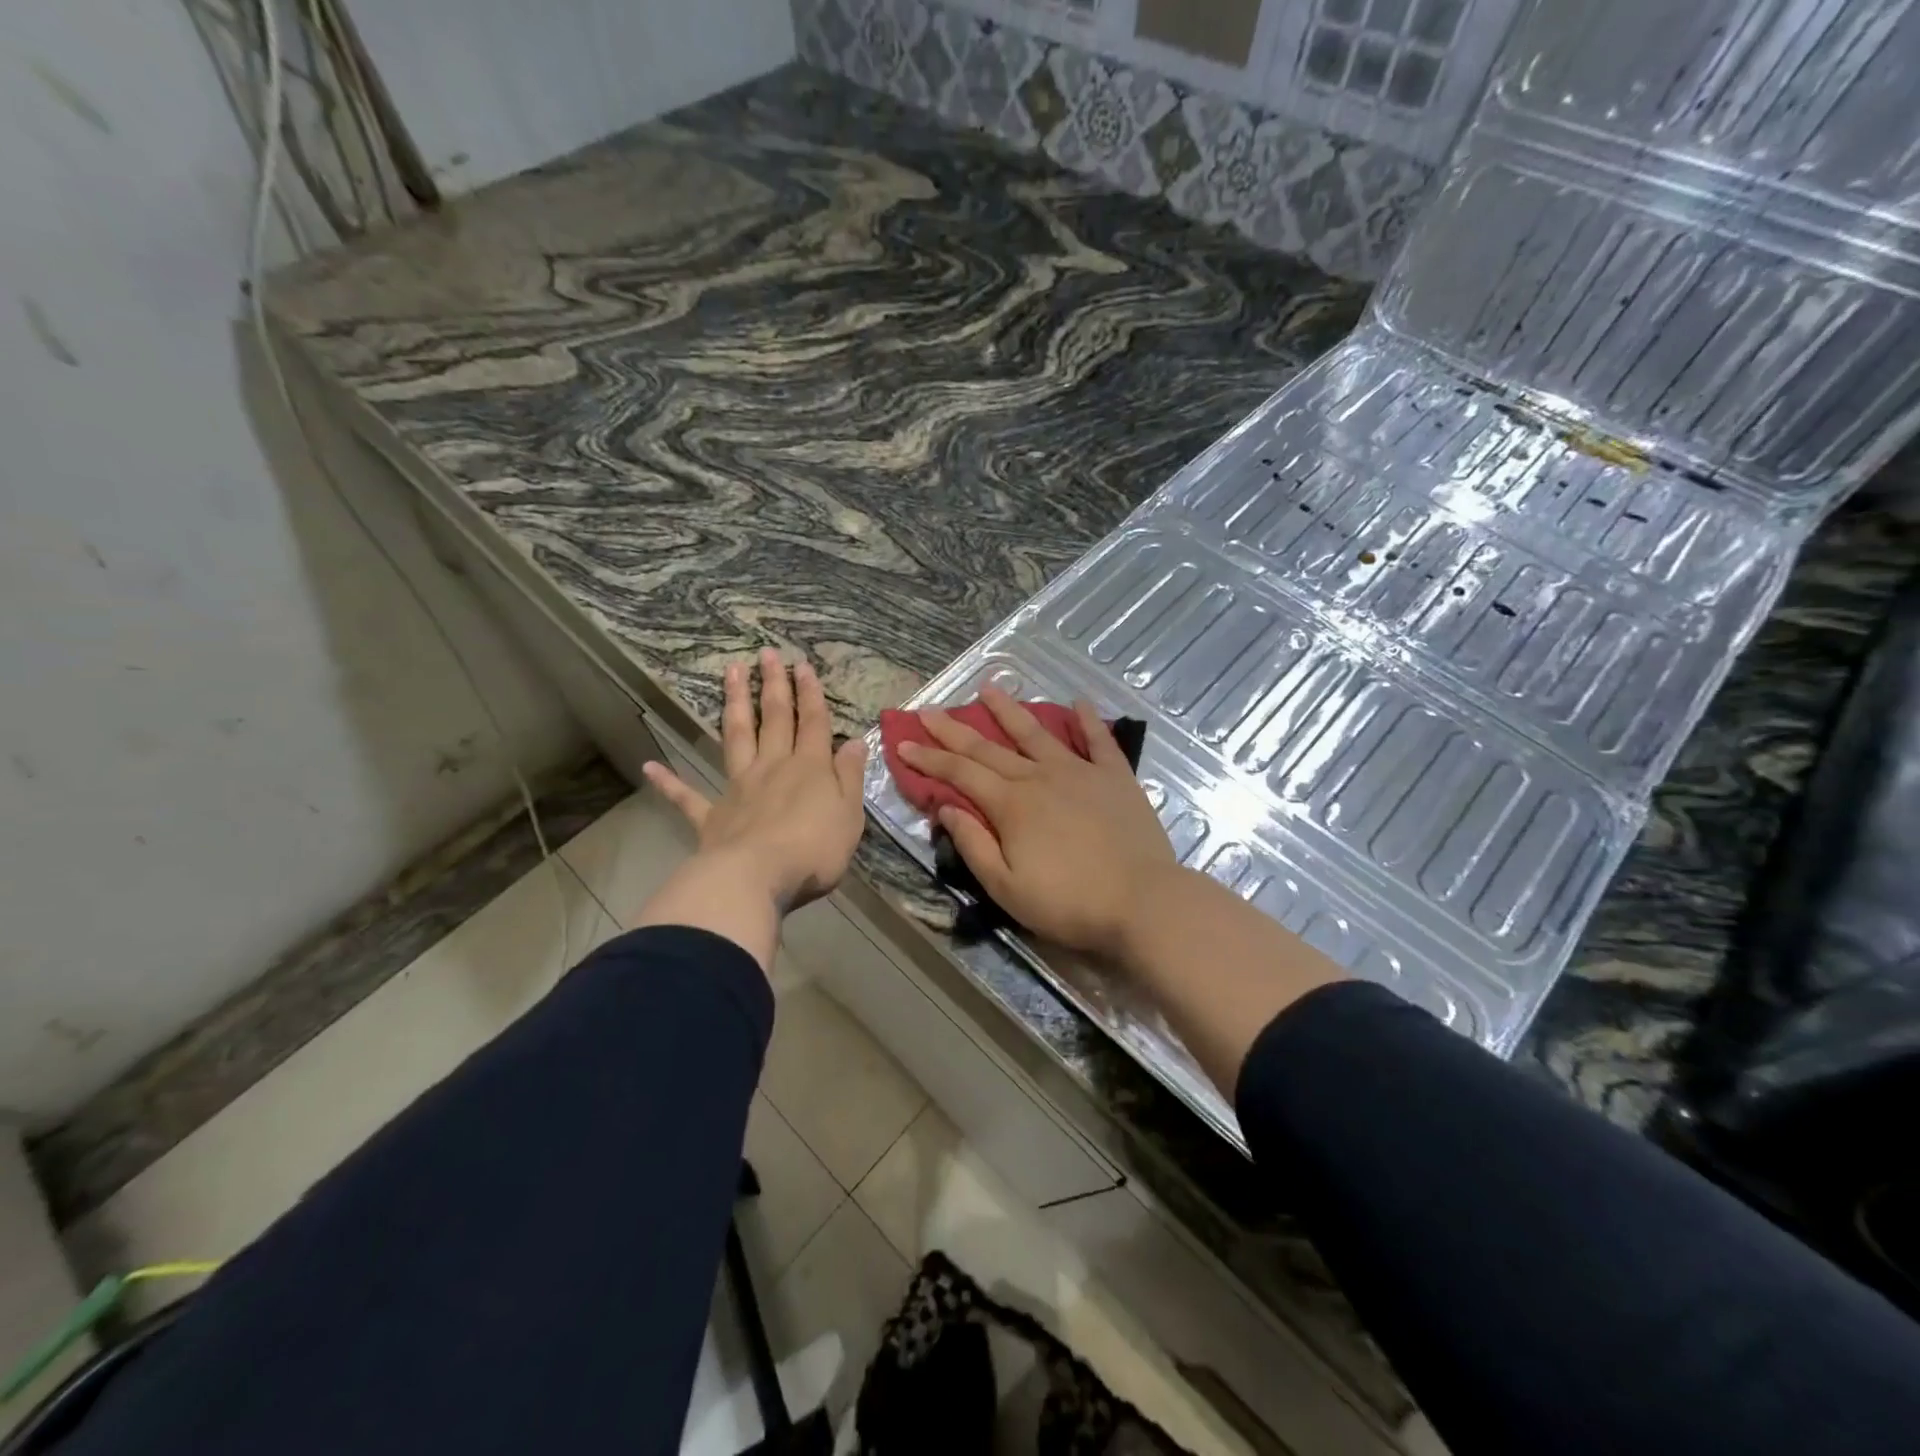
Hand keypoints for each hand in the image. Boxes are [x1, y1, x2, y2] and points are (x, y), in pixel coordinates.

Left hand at [643, 650, 867, 911]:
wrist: (757, 878)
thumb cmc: (813, 849)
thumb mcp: (849, 814)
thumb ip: (850, 777)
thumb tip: (854, 741)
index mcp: (809, 768)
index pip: (812, 722)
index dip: (810, 693)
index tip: (802, 665)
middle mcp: (773, 767)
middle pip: (774, 719)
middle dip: (773, 685)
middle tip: (766, 653)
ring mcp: (739, 788)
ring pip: (737, 737)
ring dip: (734, 704)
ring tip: (730, 672)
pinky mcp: (712, 816)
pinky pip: (687, 797)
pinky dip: (669, 783)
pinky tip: (649, 767)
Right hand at [897, 687, 1176, 960]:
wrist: (1142, 902)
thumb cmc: (1068, 902)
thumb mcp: (1005, 887)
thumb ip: (973, 844)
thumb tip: (945, 806)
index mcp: (1011, 804)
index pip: (960, 773)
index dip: (929, 758)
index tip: (904, 741)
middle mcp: (1039, 777)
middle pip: (989, 748)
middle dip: (954, 729)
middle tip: (930, 710)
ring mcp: (1080, 772)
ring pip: (1037, 733)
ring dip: (1010, 710)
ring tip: (989, 688)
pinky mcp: (1115, 777)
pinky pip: (1099, 740)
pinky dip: (1087, 720)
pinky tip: (1077, 702)